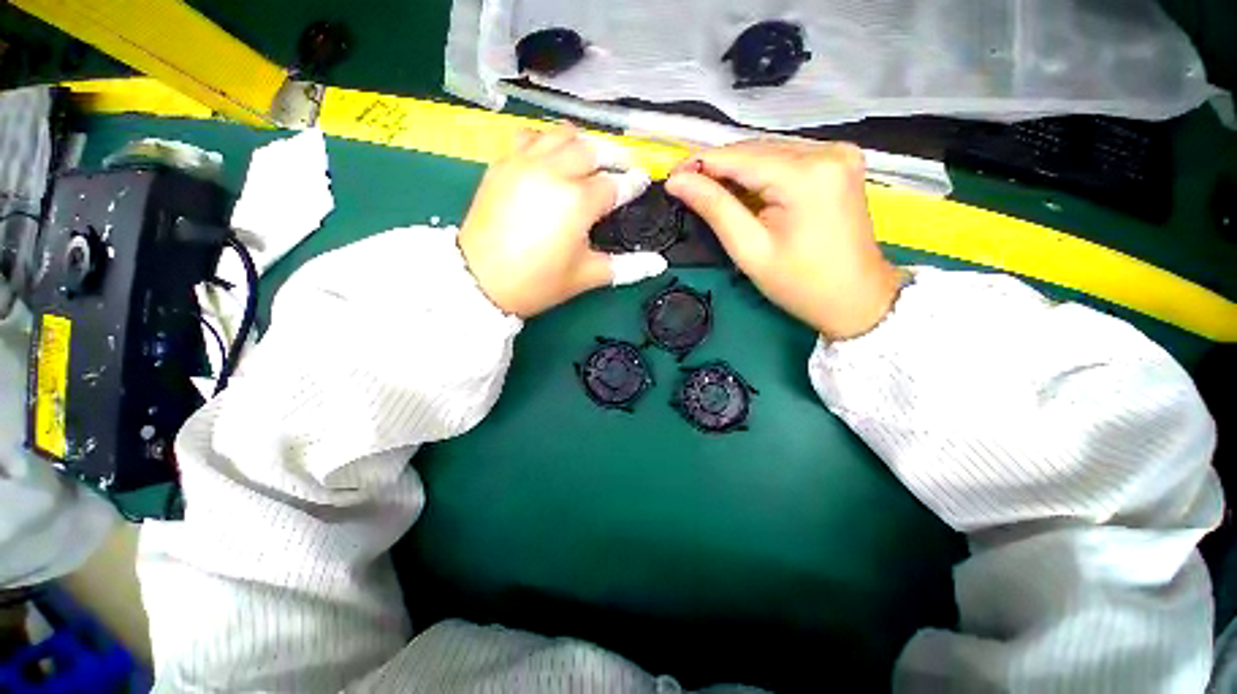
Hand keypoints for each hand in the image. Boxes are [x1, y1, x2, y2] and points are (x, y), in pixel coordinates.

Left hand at [459, 125, 665, 317]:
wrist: (480, 281)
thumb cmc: (538, 283)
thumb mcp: (587, 276)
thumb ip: (627, 267)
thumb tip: (658, 264)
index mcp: (578, 202)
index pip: (616, 185)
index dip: (633, 184)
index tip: (642, 182)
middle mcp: (554, 172)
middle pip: (592, 149)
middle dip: (613, 156)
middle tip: (622, 168)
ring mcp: (525, 163)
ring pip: (561, 135)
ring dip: (581, 144)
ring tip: (588, 161)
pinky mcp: (502, 165)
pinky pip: (528, 137)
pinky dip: (545, 142)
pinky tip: (550, 159)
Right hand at [666, 141, 899, 340]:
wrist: (856, 298)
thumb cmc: (800, 284)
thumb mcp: (750, 250)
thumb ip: (714, 208)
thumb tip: (678, 181)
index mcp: (806, 175)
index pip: (738, 156)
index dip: (700, 163)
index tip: (672, 177)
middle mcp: (827, 150)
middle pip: (755, 148)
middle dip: (717, 167)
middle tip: (686, 186)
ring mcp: (838, 152)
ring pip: (769, 151)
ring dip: (737, 169)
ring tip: (710, 191)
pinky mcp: (840, 161)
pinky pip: (787, 157)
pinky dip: (761, 171)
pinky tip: (745, 190)